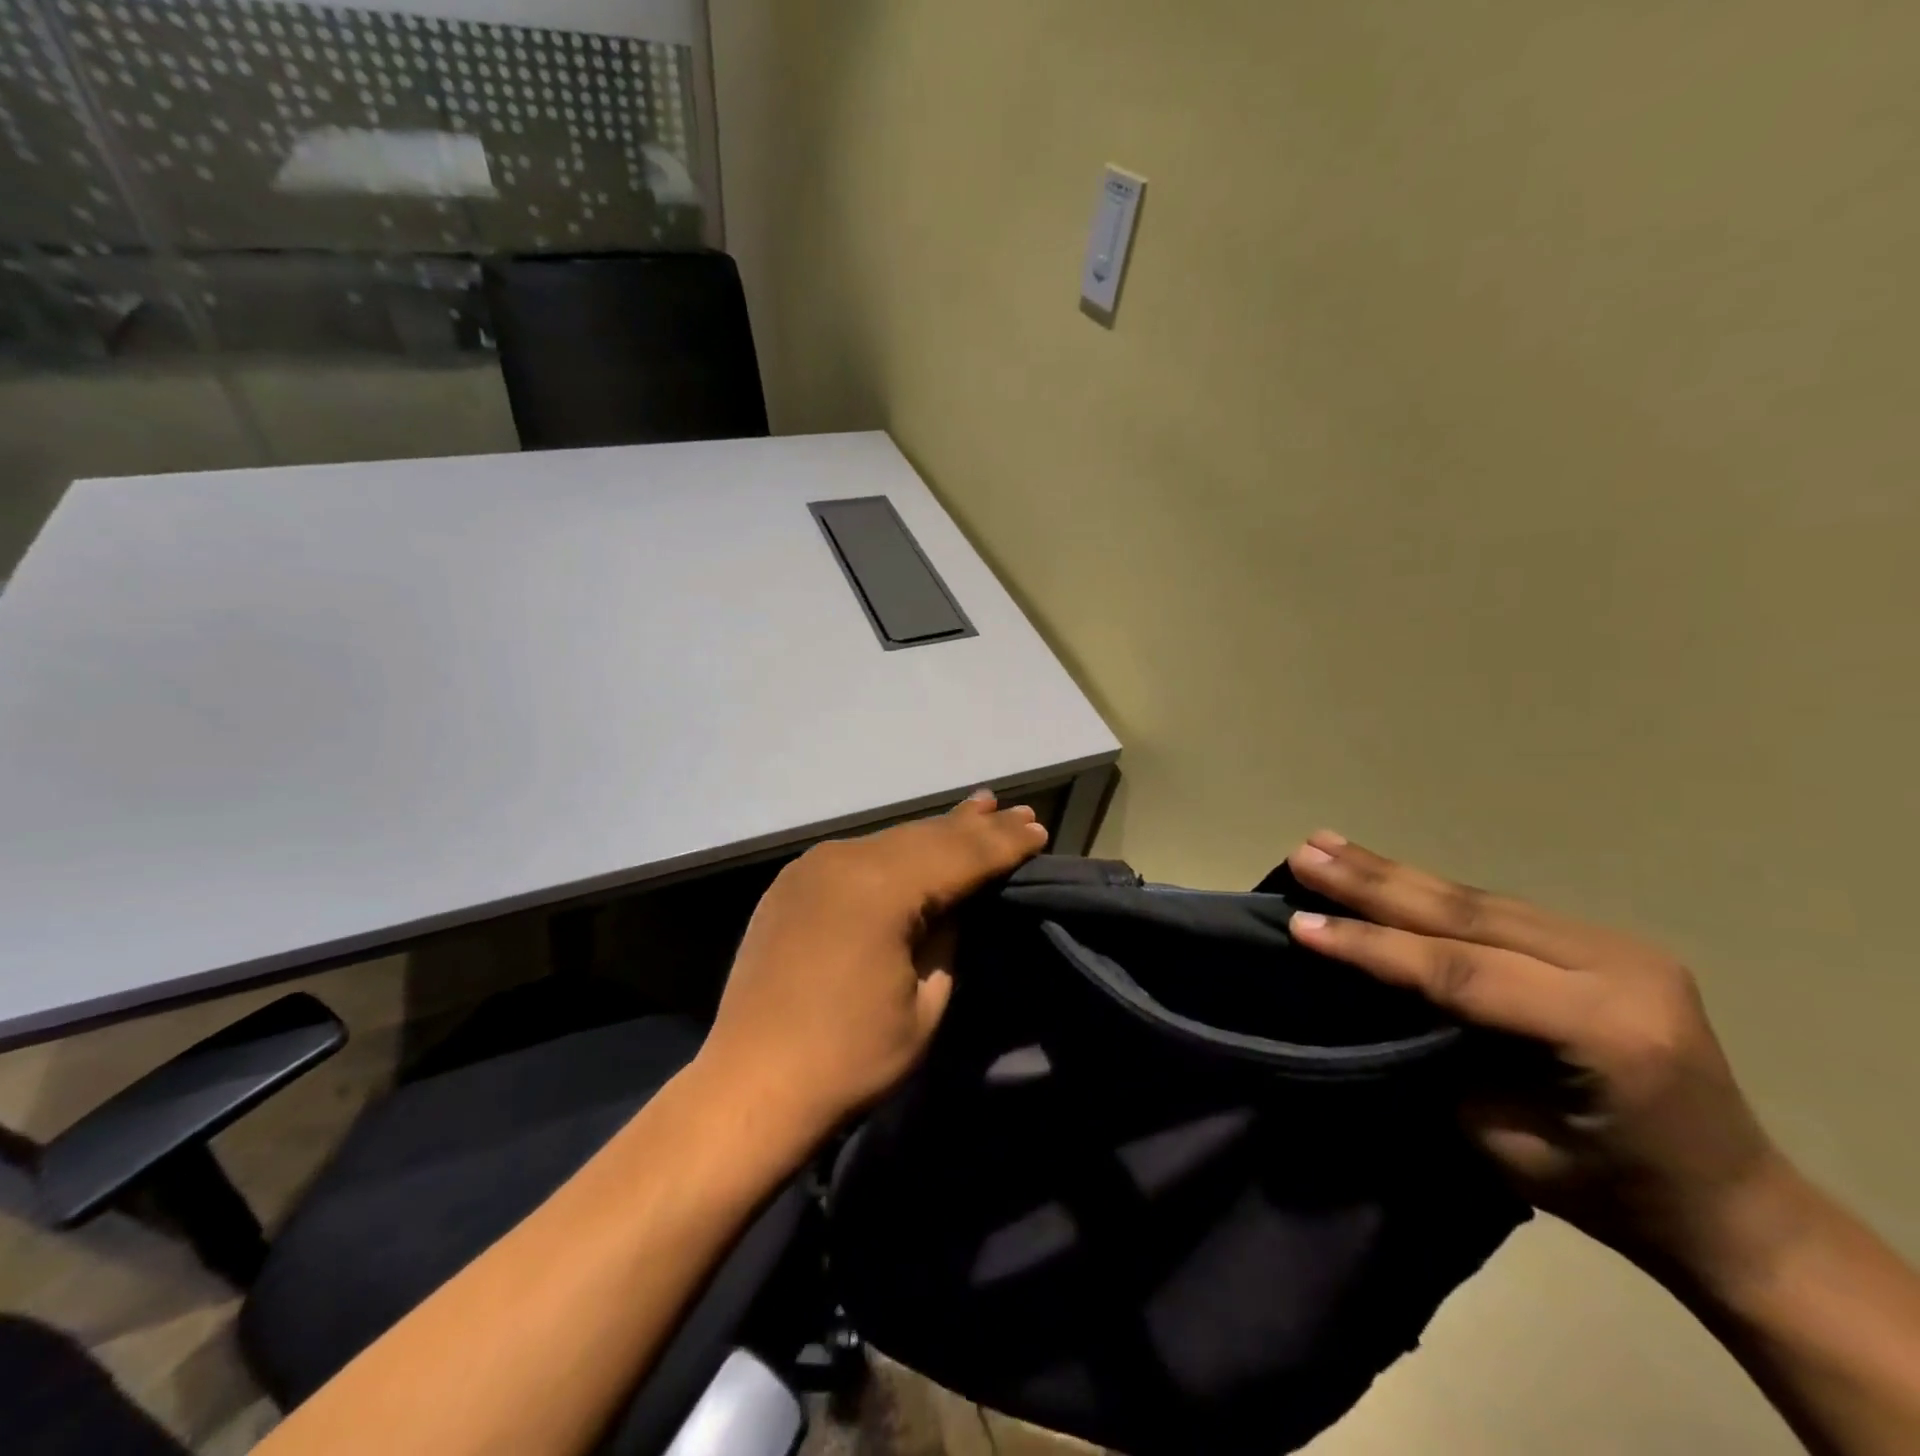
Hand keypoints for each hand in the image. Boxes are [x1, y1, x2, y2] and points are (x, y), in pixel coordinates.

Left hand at [696, 791, 1048, 1145]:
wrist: (750, 1087)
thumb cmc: (850, 1059)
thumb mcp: (924, 1004)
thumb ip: (947, 939)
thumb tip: (954, 904)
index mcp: (881, 888)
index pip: (959, 855)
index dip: (1002, 844)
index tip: (1039, 830)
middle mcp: (844, 859)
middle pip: (926, 836)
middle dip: (976, 826)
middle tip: (1018, 812)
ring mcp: (812, 866)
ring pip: (891, 840)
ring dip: (937, 832)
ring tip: (978, 810)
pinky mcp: (792, 882)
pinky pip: (858, 855)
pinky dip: (895, 850)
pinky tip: (914, 845)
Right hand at [1284, 831, 1788, 1288]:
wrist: (1732, 1204)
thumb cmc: (1609, 1192)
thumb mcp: (1505, 1138)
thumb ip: (1440, 1050)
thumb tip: (1366, 989)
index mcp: (1606, 1029)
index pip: (1462, 971)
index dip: (1374, 946)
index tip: (1300, 925)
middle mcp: (1619, 968)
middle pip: (1468, 915)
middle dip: (1372, 883)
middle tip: (1306, 853)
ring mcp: (1617, 944)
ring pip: (1478, 899)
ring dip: (1393, 872)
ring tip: (1327, 844)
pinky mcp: (1603, 938)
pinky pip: (1497, 907)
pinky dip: (1430, 890)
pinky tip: (1384, 869)